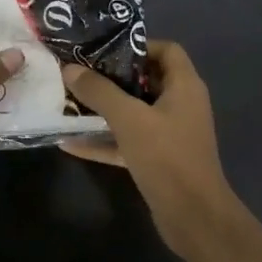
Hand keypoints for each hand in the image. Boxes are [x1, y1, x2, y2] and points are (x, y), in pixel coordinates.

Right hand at [61, 43, 244, 261]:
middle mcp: (180, 105)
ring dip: (103, 110)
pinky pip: (127, 141)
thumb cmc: (167, 156)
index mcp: (184, 86)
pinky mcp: (157, 159)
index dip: (137, 45)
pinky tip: (70, 143)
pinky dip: (103, 141)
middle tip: (78, 74)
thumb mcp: (129, 119)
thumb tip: (69, 69)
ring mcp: (169, 134)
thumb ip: (99, 92)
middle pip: (145, 80)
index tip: (103, 49)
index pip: (166, 50)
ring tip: (68, 103)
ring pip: (133, 113)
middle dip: (111, 78)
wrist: (193, 216)